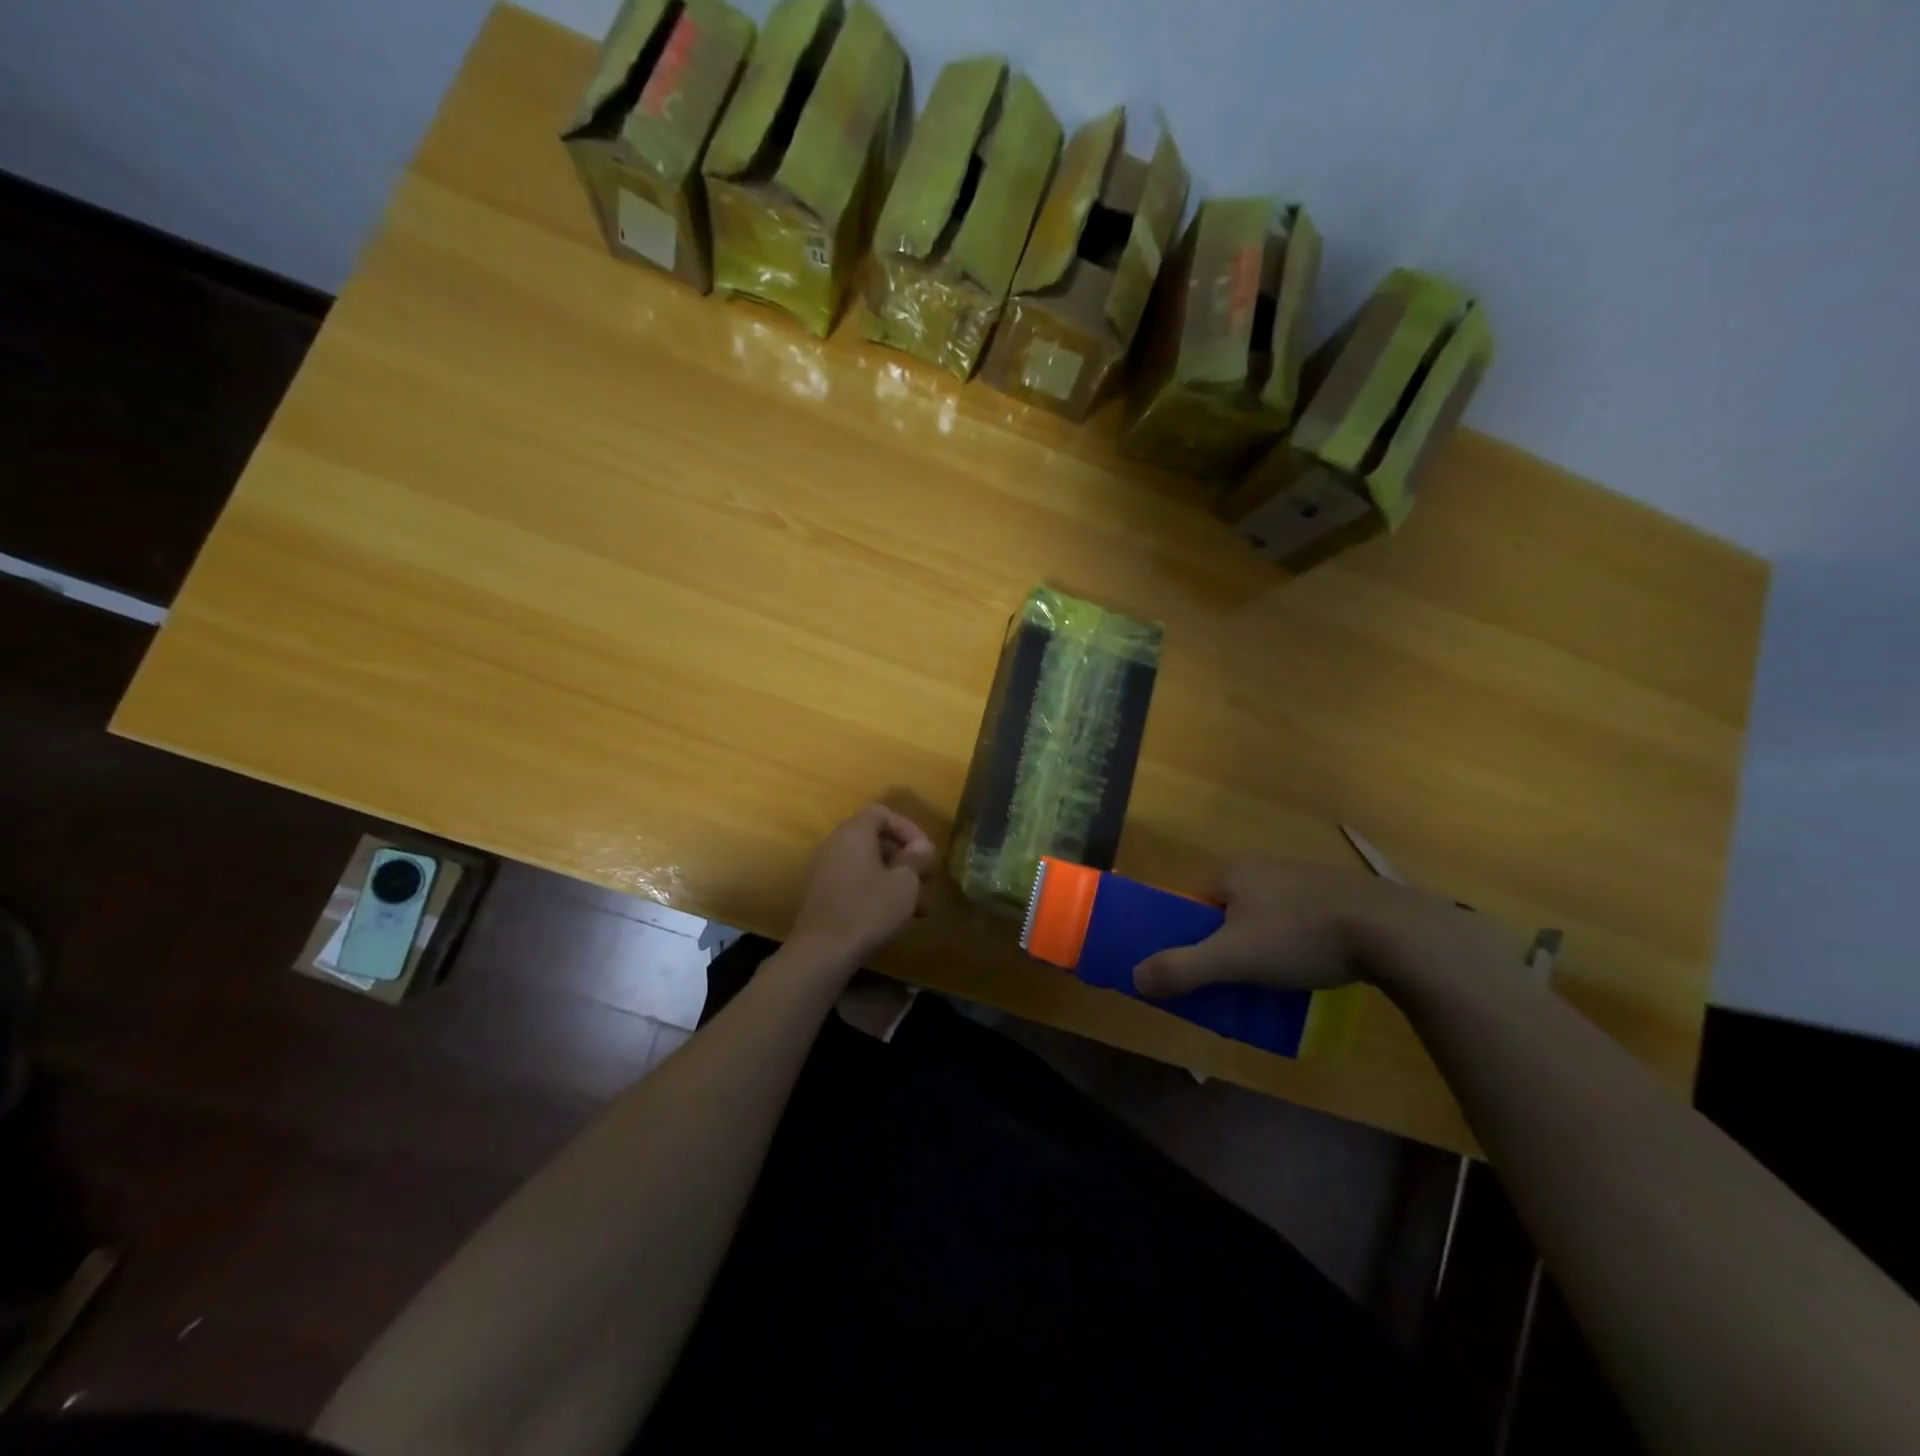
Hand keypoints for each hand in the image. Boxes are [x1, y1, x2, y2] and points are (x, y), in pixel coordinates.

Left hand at [789, 805, 935, 967]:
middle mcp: (835, 845)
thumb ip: (915, 859)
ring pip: (868, 864)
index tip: (926, 852)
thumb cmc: (868, 909)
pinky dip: (878, 890)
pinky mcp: (823, 895)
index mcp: (854, 833)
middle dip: (904, 856)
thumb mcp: (904, 884)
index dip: (908, 828)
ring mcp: (826, 870)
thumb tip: (922, 846)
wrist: (822, 951)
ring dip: (895, 878)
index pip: (881, 813)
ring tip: (920, 904)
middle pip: (874, 838)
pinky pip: (856, 881)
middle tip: (926, 877)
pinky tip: (898, 916)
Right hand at [1133, 858, 1492, 998]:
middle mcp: (1265, 866)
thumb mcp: (1232, 958)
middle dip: (1229, 945)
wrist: (1393, 931)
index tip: (1202, 967)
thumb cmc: (1299, 936)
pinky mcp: (1339, 896)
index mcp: (1234, 871)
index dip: (1191, 934)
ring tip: (1276, 982)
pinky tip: (1312, 970)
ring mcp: (1305, 878)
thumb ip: (1181, 968)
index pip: (1194, 901)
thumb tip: (1134, 978)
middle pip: (1230, 911)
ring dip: (1264, 947)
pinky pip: (1301, 922)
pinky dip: (1297, 945)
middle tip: (1237, 981)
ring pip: (1267, 918)